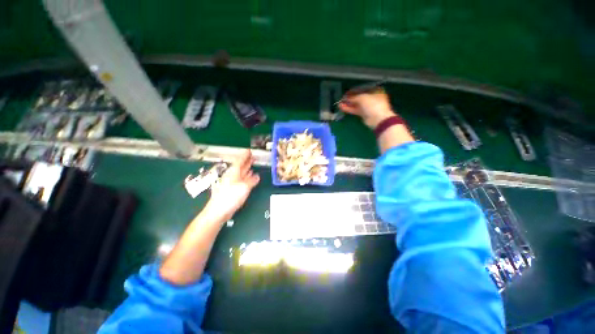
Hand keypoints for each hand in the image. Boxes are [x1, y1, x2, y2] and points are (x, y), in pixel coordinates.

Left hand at [205, 150, 259, 221]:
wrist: (219, 211)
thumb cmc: (230, 197)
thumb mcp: (244, 187)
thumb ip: (251, 181)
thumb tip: (257, 176)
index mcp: (233, 173)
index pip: (239, 161)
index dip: (245, 155)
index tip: (249, 150)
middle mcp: (232, 176)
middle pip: (240, 165)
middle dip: (246, 160)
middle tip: (252, 156)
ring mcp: (232, 182)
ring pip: (241, 172)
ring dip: (247, 167)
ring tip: (252, 163)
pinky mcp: (233, 189)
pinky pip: (241, 179)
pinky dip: (246, 176)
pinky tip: (250, 176)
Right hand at [338, 87, 395, 128]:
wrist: (378, 119)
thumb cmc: (373, 104)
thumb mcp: (362, 97)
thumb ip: (353, 97)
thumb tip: (346, 98)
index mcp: (375, 91)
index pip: (363, 89)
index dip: (354, 91)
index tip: (347, 93)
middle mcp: (372, 98)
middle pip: (359, 97)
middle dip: (350, 98)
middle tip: (342, 99)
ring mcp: (368, 107)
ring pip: (356, 104)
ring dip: (348, 104)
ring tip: (340, 104)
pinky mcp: (364, 114)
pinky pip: (356, 110)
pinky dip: (349, 109)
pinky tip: (342, 108)